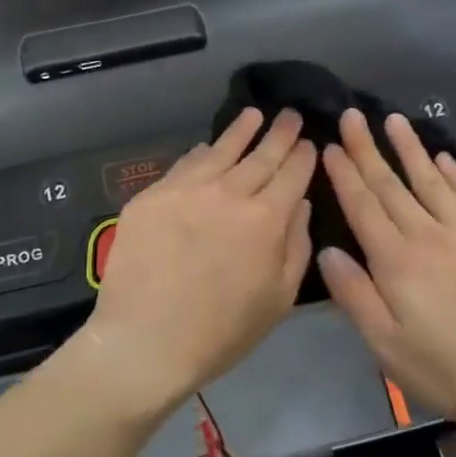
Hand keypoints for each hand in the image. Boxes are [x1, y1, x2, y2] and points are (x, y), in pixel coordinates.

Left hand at [84, 108, 314, 413]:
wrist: (146, 341)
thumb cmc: (222, 332)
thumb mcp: (279, 299)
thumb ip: (295, 246)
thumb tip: (300, 204)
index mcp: (266, 219)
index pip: (292, 175)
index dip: (303, 156)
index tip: (309, 141)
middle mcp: (228, 193)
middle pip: (260, 156)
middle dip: (279, 134)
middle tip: (290, 115)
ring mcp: (186, 190)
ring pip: (219, 151)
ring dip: (241, 131)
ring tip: (254, 115)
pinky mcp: (151, 197)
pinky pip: (183, 166)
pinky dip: (201, 153)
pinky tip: (206, 147)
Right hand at [318, 109, 455, 428]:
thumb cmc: (448, 369)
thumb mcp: (387, 346)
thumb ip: (354, 295)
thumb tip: (327, 251)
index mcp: (397, 261)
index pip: (363, 206)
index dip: (345, 174)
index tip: (330, 146)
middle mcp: (429, 235)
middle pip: (392, 185)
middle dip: (368, 149)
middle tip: (353, 116)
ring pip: (431, 181)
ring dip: (410, 149)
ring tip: (394, 120)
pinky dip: (455, 173)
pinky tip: (443, 158)